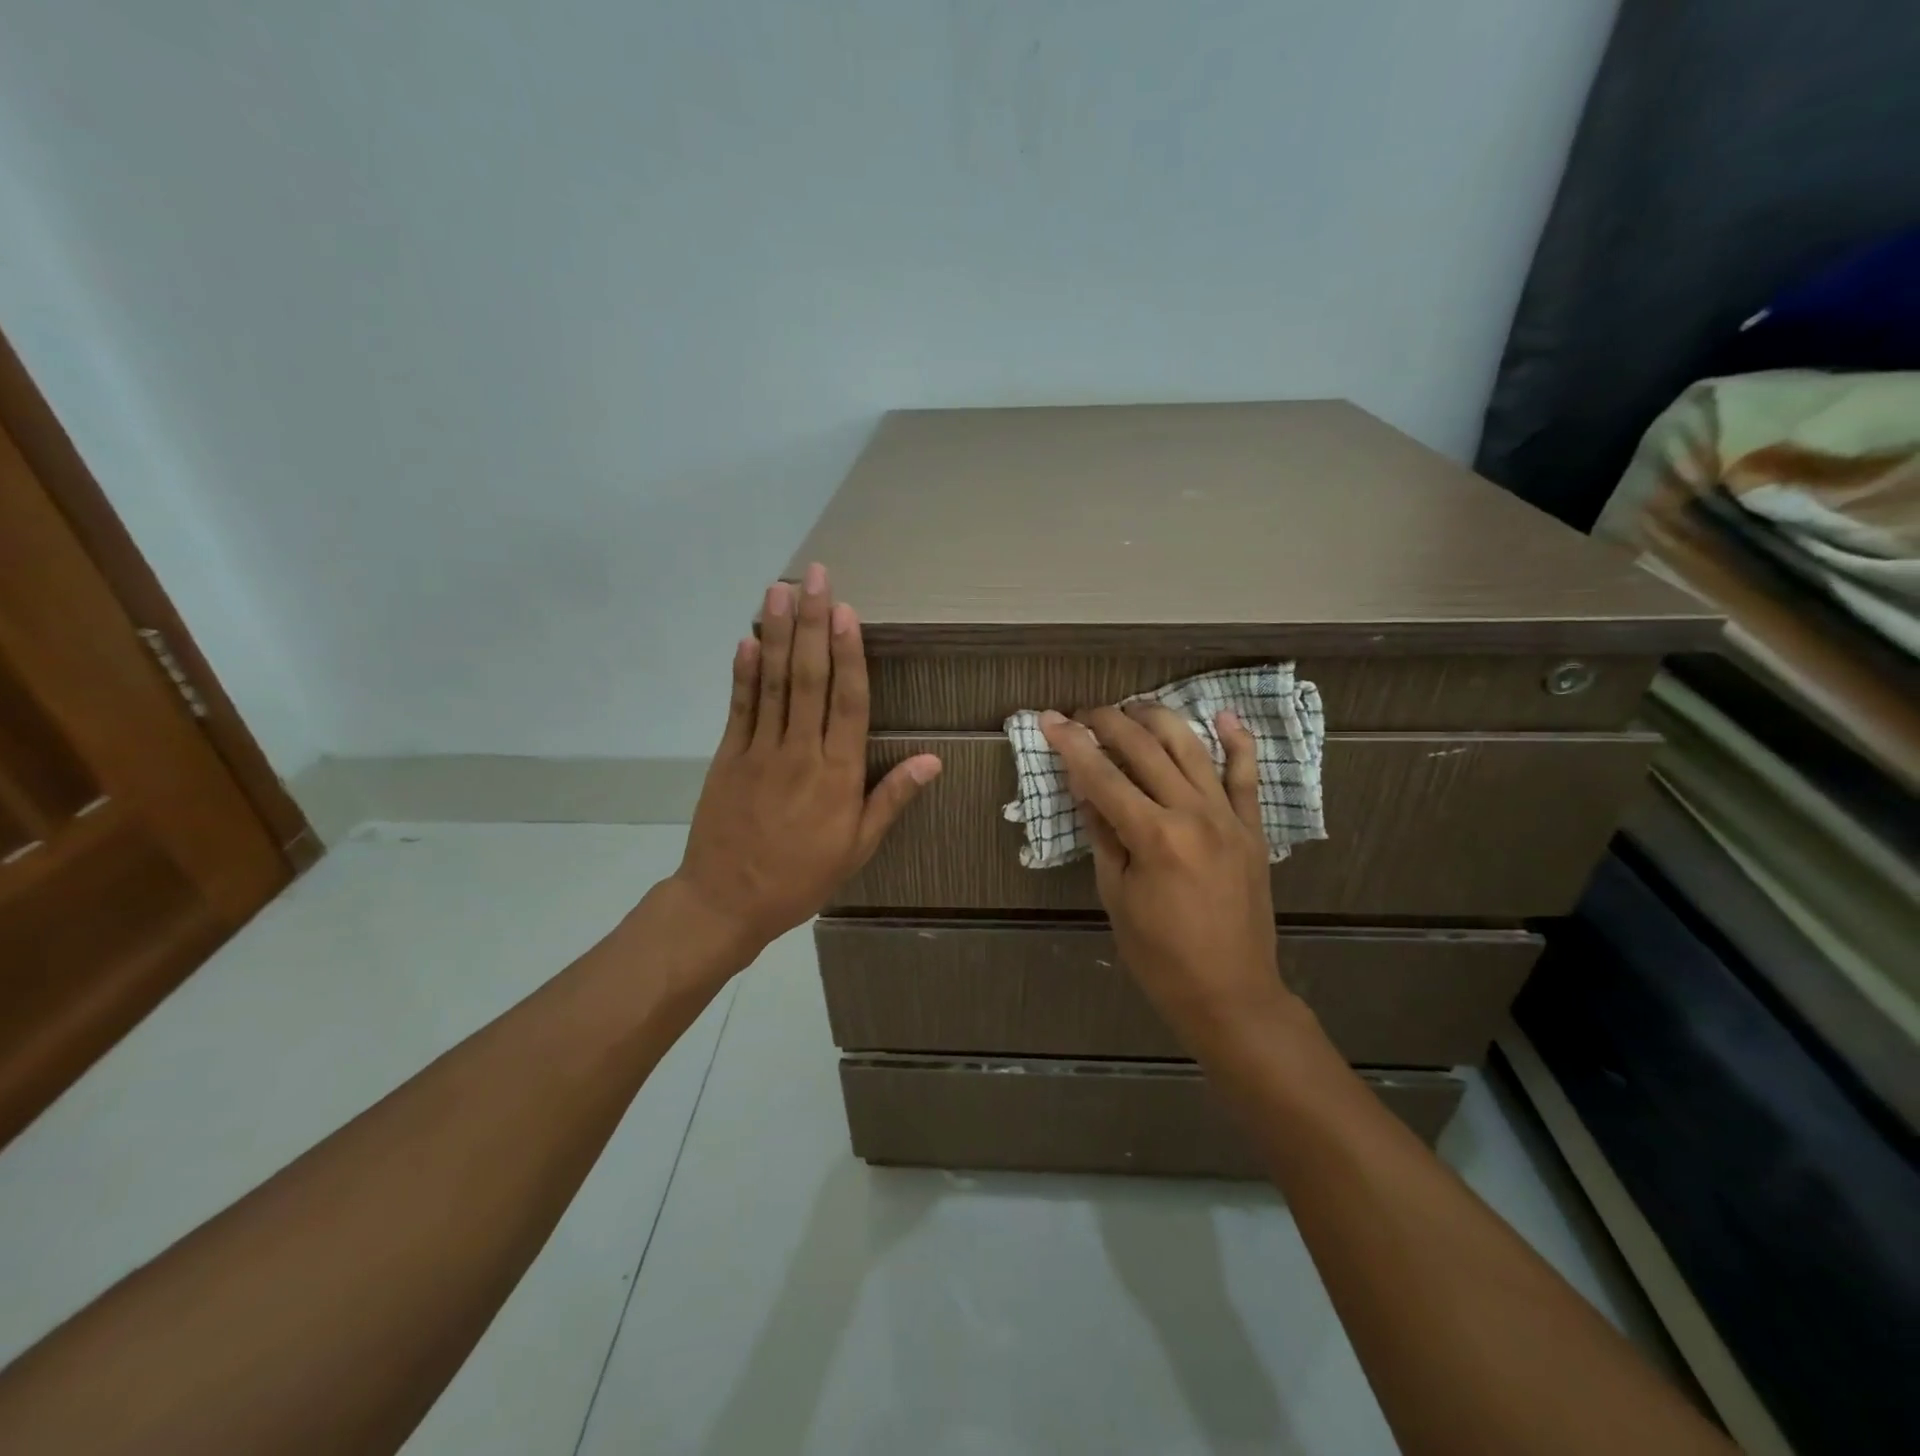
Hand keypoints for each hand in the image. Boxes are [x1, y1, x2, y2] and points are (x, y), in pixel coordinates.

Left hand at [671, 564, 940, 962]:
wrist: (728, 901)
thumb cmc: (802, 876)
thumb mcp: (858, 847)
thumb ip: (892, 798)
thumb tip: (934, 759)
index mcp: (838, 775)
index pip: (848, 703)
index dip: (849, 655)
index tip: (848, 613)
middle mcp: (800, 752)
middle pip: (809, 679)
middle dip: (814, 625)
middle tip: (816, 578)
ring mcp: (760, 751)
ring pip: (774, 683)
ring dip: (779, 634)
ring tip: (782, 590)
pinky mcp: (729, 756)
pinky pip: (740, 707)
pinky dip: (745, 672)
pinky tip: (749, 639)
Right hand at [1039, 703, 1291, 1051]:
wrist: (1230, 993)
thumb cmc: (1160, 956)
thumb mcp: (1116, 897)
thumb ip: (1103, 836)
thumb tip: (1087, 790)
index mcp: (1154, 837)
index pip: (1102, 776)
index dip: (1071, 744)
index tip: (1049, 719)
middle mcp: (1193, 814)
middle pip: (1145, 749)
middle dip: (1109, 722)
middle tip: (1084, 713)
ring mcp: (1229, 817)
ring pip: (1192, 748)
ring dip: (1159, 719)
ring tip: (1133, 708)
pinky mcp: (1251, 828)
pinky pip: (1247, 776)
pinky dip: (1237, 742)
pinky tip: (1222, 716)